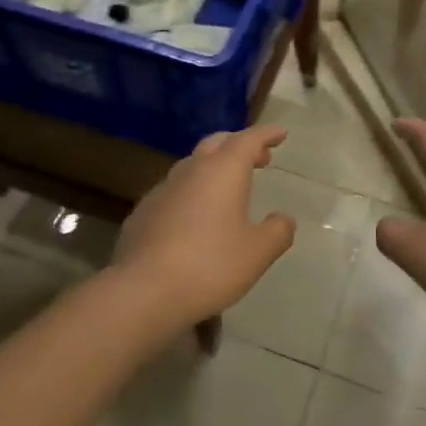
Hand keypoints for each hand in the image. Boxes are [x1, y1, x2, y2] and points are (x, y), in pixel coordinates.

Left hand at [113, 125, 295, 324]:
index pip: (248, 139)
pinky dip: (191, 192)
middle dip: (239, 145)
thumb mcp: (257, 253)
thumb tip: (283, 219)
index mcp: (223, 171)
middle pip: (217, 143)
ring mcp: (163, 190)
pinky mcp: (142, 213)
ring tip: (227, 187)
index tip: (280, 133)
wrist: (142, 292)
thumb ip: (277, 232)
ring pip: (192, 165)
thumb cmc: (209, 266)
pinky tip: (193, 217)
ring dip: (213, 167)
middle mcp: (192, 170)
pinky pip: (173, 191)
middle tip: (258, 158)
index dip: (266, 134)